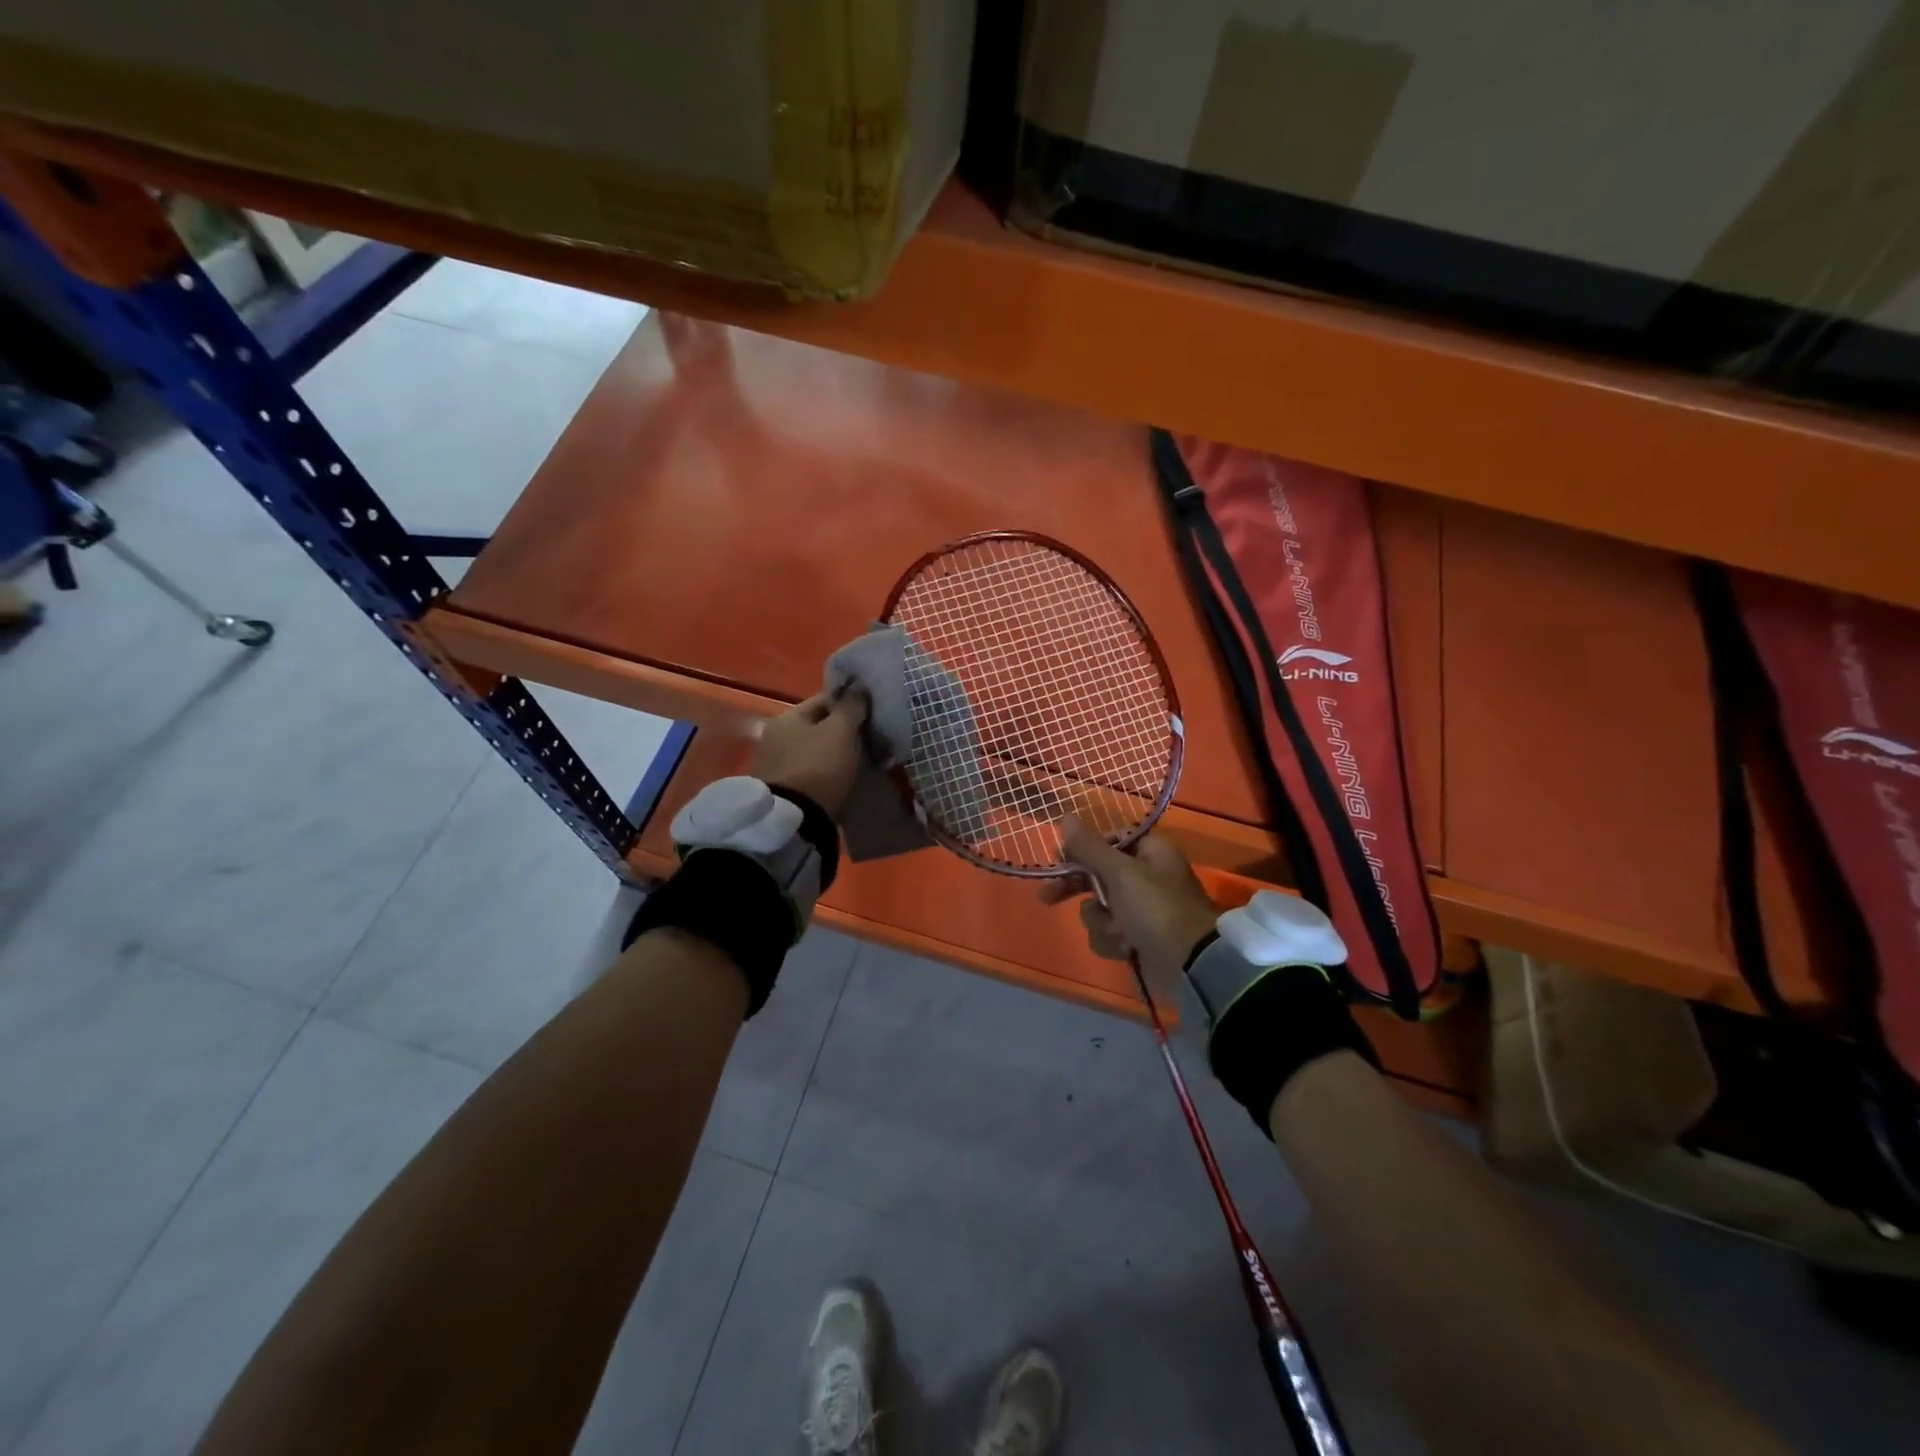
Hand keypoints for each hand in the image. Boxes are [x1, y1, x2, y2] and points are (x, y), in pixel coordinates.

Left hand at [751, 689, 868, 819]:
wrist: (792, 821)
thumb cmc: (817, 767)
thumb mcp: (840, 732)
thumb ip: (850, 706)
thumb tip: (857, 683)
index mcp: (787, 718)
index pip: (824, 700)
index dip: (850, 703)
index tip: (873, 713)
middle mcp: (776, 737)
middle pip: (819, 727)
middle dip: (844, 731)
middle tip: (872, 739)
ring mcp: (777, 766)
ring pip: (816, 751)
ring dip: (837, 754)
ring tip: (863, 762)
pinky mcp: (784, 791)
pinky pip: (813, 773)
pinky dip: (828, 774)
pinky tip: (845, 780)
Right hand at [1037, 818, 1219, 982]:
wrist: (1191, 965)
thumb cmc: (1156, 908)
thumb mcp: (1120, 872)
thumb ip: (1089, 847)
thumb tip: (1065, 816)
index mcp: (1149, 852)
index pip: (1108, 840)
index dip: (1082, 849)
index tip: (1059, 858)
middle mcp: (1145, 877)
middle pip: (1097, 874)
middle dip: (1077, 889)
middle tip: (1047, 897)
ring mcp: (1141, 910)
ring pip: (1098, 908)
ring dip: (1102, 921)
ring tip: (1119, 931)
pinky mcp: (1137, 938)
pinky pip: (1108, 933)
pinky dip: (1113, 941)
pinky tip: (1126, 948)